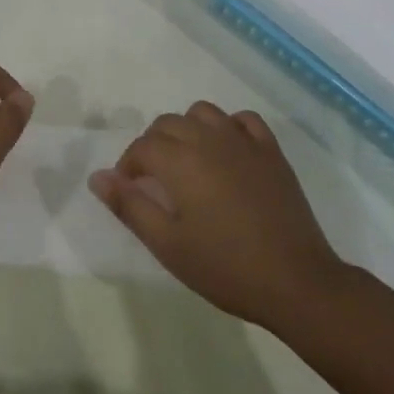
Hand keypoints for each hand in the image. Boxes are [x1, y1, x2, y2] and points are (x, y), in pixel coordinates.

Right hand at [90, 102, 344, 332]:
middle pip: (168, 123)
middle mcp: (208, 139)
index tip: (129, 191)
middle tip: (155, 181)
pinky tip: (227, 152)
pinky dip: (228, 127)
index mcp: (180, 160)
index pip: (142, 147)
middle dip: (153, 145)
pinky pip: (243, 120)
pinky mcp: (271, 151)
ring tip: (188, 162)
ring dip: (187, 129)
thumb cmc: (225, 267)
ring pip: (203, 113)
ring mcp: (243, 141)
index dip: (128, 166)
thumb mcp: (168, 245)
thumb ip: (130, 206)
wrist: (295, 281)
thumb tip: (98, 177)